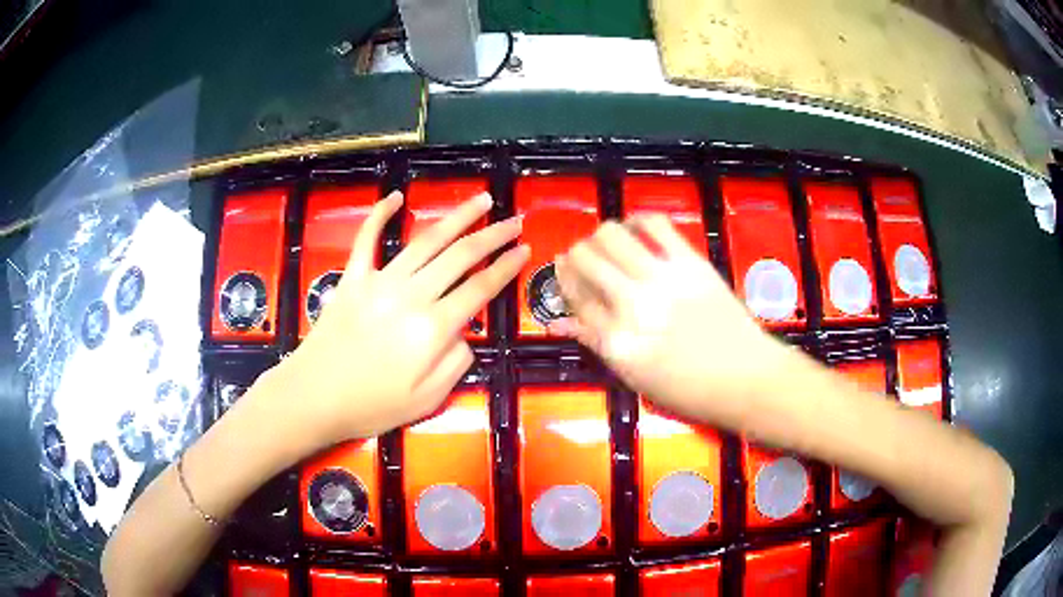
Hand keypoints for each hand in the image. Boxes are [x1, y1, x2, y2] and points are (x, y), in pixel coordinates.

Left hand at [273, 191, 527, 446]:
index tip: (525, 250)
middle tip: (515, 220)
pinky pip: (367, 238)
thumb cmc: (371, 406)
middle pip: (460, 256)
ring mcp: (379, 281)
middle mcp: (412, 295)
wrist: (313, 397)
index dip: (506, 267)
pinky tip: (397, 196)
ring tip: (481, 200)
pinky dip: (381, 214)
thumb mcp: (427, 400)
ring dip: (457, 217)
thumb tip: (464, 333)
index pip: (480, 288)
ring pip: (426, 240)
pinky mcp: (353, 278)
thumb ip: (455, 363)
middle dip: (492, 235)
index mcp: (433, 329)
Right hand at [551, 215, 791, 426]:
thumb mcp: (635, 377)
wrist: (745, 377)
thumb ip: (597, 344)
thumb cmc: (689, 390)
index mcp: (616, 342)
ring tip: (610, 245)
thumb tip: (561, 322)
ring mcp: (662, 279)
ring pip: (610, 235)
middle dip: (577, 256)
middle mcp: (631, 305)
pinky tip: (637, 230)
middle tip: (586, 260)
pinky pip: (654, 224)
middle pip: (585, 260)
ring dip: (601, 237)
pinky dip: (638, 221)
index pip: (575, 298)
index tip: (565, 272)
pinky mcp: (690, 261)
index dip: (565, 281)